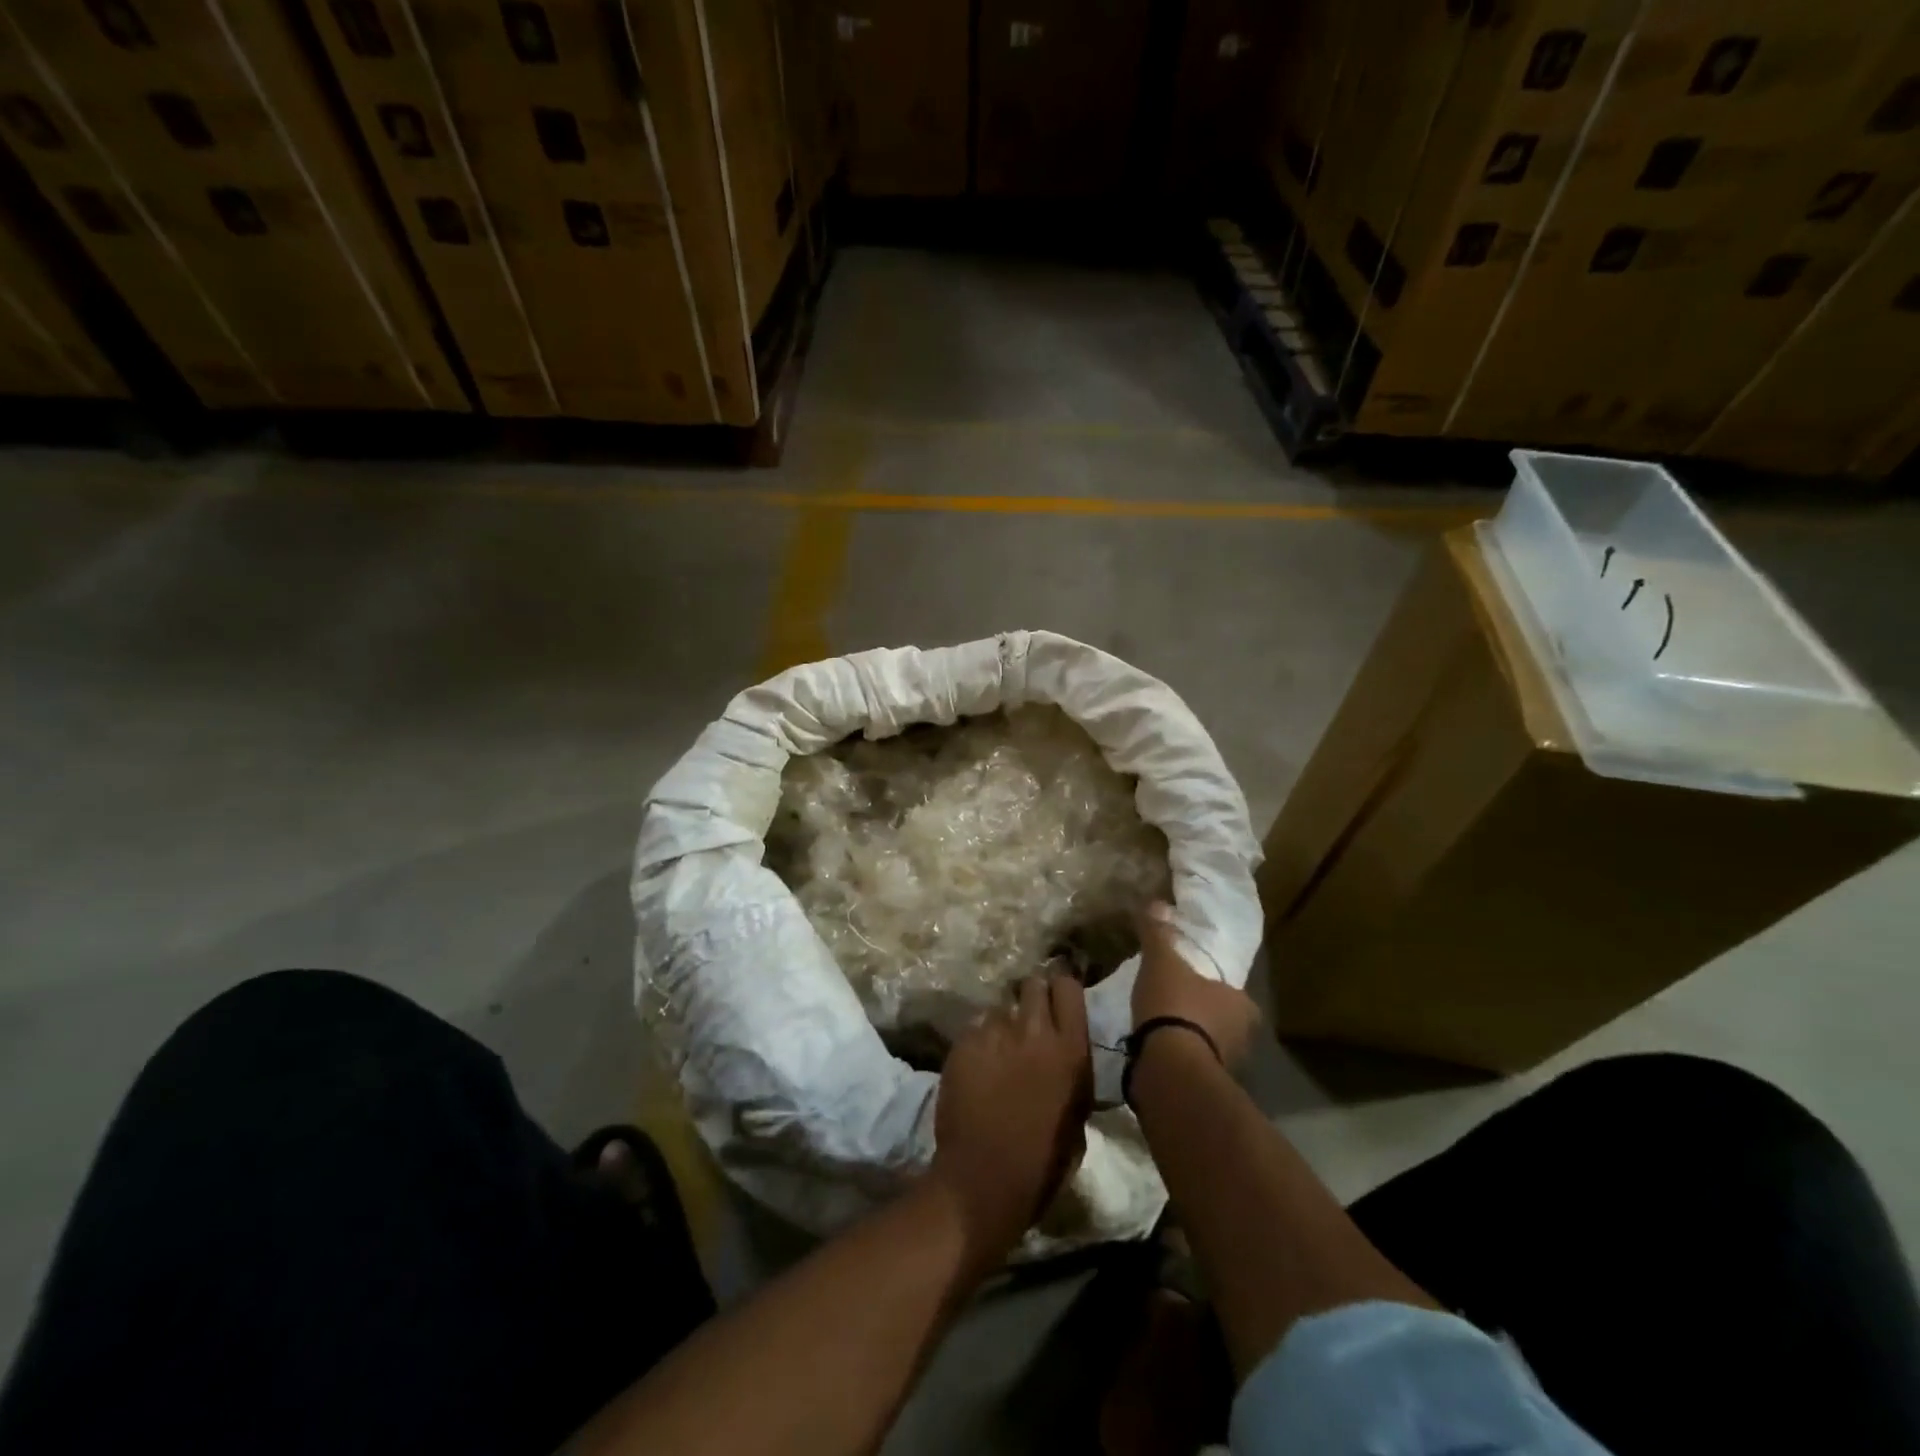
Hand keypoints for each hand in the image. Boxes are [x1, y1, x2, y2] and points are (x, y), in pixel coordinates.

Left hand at [931, 974, 1092, 1260]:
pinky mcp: (963, 1043)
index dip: (1061, 989)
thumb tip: (1064, 1055)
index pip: (1068, 987)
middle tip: (1027, 1020)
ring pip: (999, 1008)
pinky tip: (976, 1064)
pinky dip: (977, 1040)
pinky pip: (974, 1027)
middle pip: (1033, 984)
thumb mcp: (1077, 1116)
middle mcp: (1034, 1031)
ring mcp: (995, 1034)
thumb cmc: (1042, 1163)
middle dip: (1031, 996)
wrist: (983, 1180)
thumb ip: (1072, 1072)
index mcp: (1071, 1050)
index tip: (1057, 998)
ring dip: (1002, 1023)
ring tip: (998, 1049)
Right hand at [1133, 902, 1260, 1069]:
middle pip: (1224, 1019)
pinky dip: (1180, 1057)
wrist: (1170, 1066)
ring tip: (1164, 1027)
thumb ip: (1159, 934)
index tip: (1195, 981)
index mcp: (1241, 1003)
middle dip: (1204, 1013)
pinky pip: (1194, 1064)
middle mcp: (1243, 1036)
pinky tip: (1159, 1050)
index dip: (1214, 986)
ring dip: (1193, 1037)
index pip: (1233, 991)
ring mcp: (1227, 1064)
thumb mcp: (1162, 962)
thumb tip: (1155, 902)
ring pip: (1211, 1044)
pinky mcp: (1205, 1086)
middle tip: (1178, 1002)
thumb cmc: (1175, 1006)